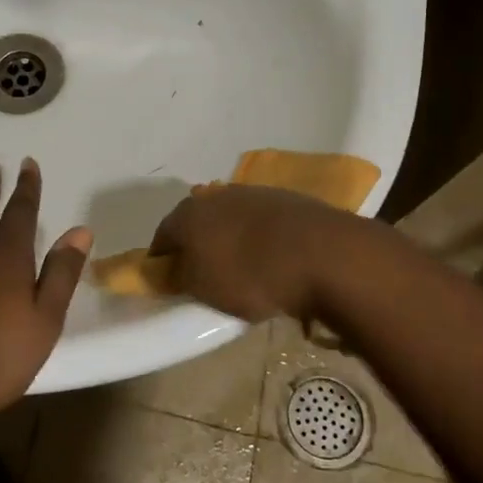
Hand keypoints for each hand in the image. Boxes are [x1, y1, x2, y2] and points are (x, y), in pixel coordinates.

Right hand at [148, 184, 367, 321]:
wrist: (322, 253)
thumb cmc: (250, 275)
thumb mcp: (202, 288)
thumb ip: (179, 277)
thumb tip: (170, 270)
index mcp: (189, 214)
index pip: (163, 234)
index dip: (161, 258)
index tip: (165, 279)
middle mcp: (217, 195)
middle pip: (197, 221)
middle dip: (196, 244)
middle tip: (202, 273)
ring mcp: (254, 193)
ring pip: (230, 217)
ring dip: (230, 238)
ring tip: (241, 268)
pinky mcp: (287, 199)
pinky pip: (262, 222)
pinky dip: (259, 237)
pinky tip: (271, 258)